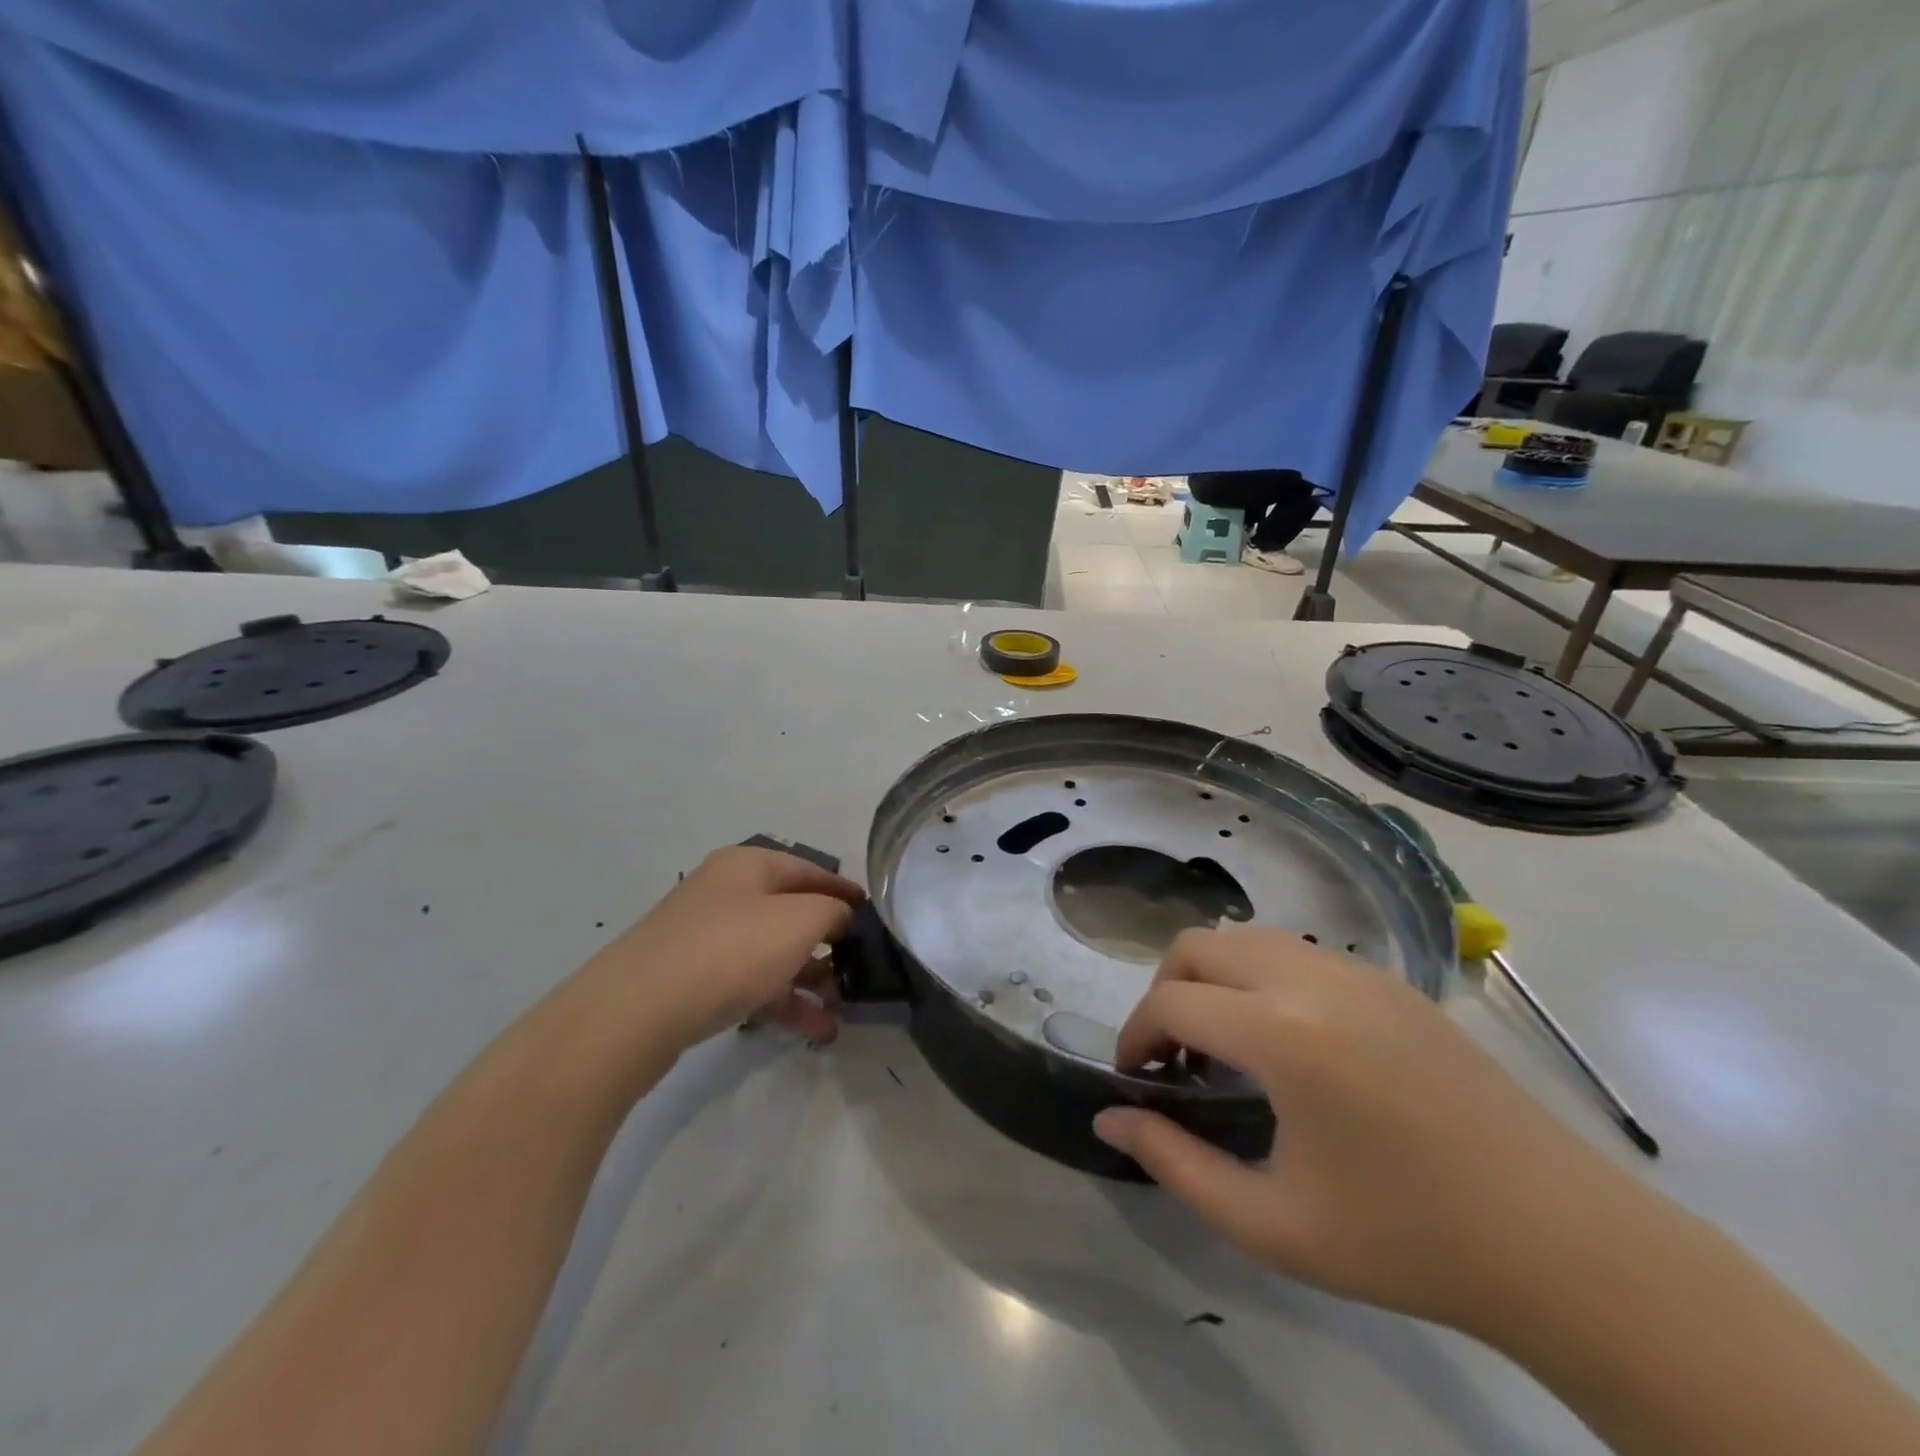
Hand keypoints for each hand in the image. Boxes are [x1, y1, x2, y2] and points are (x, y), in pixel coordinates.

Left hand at [573, 845, 863, 1060]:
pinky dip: (783, 1001)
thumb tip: (839, 916)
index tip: (874, 914)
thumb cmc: (731, 949)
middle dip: (827, 941)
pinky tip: (815, 1029)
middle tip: (859, 966)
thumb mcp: (800, 920)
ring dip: (809, 977)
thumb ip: (832, 911)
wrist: (636, 1011)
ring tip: (842, 1007)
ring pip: (771, 952)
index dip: (845, 890)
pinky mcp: (693, 980)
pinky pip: (751, 983)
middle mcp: (726, 894)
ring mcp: (706, 938)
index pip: (810, 870)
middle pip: (790, 912)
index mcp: (748, 865)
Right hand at [1093, 927, 1622, 1332]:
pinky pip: (1298, 955)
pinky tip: (1289, 1046)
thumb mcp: (1272, 1224)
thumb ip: (1176, 1164)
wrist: (1563, 1244)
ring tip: (1225, 1047)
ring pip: (1248, 938)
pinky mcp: (1392, 983)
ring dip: (1214, 978)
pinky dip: (1262, 979)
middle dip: (1166, 991)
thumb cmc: (1406, 1242)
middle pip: (1200, 945)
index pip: (1172, 1002)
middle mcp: (1313, 981)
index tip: (1134, 1080)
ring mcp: (1358, 973)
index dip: (1135, 1036)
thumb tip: (1109, 1120)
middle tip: (1173, 1058)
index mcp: (1282, 1034)